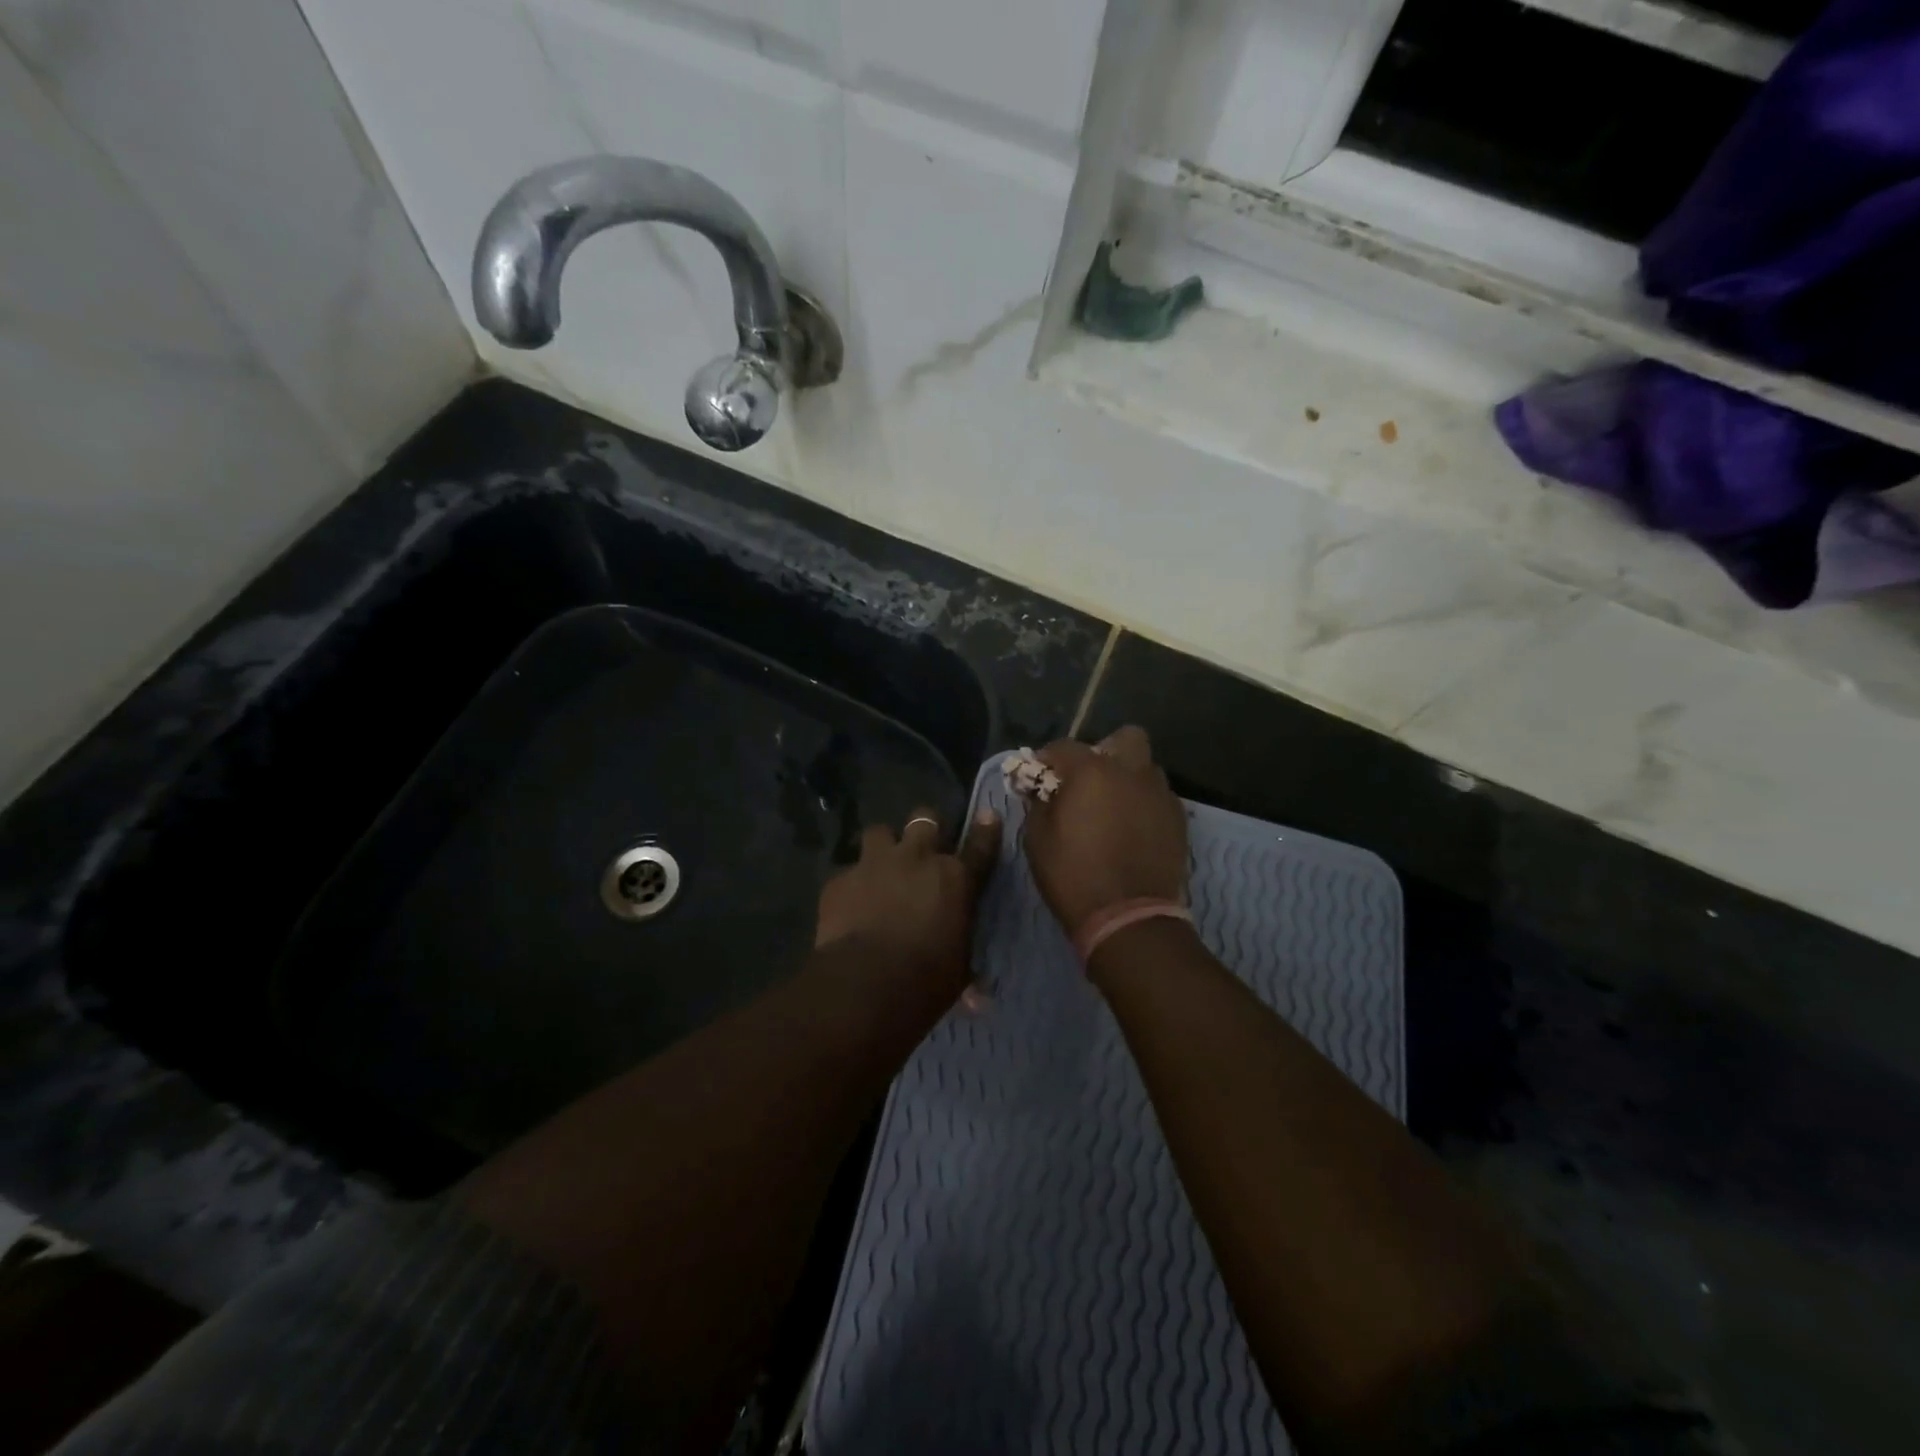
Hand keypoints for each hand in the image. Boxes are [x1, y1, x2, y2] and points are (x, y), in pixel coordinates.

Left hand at [814, 806, 1001, 1002]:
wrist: (865, 984)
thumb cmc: (926, 981)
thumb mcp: (957, 973)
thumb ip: (965, 965)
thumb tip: (980, 998)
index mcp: (955, 879)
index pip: (979, 847)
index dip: (986, 829)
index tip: (989, 816)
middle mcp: (917, 859)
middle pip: (925, 820)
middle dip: (925, 828)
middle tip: (922, 845)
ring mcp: (875, 864)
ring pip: (879, 831)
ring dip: (883, 846)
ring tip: (880, 866)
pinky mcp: (840, 879)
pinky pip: (847, 871)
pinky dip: (851, 884)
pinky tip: (848, 903)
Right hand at [1024, 727, 1188, 932]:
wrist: (1128, 917)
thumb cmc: (1073, 875)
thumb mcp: (1037, 838)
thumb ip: (1038, 803)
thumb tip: (1040, 788)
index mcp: (1092, 771)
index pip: (1063, 747)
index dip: (1047, 759)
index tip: (1038, 776)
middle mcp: (1130, 771)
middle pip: (1124, 738)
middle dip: (1106, 751)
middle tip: (1089, 780)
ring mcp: (1160, 794)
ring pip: (1145, 768)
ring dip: (1128, 777)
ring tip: (1113, 806)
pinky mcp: (1178, 819)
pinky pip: (1159, 797)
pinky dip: (1144, 803)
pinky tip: (1132, 828)